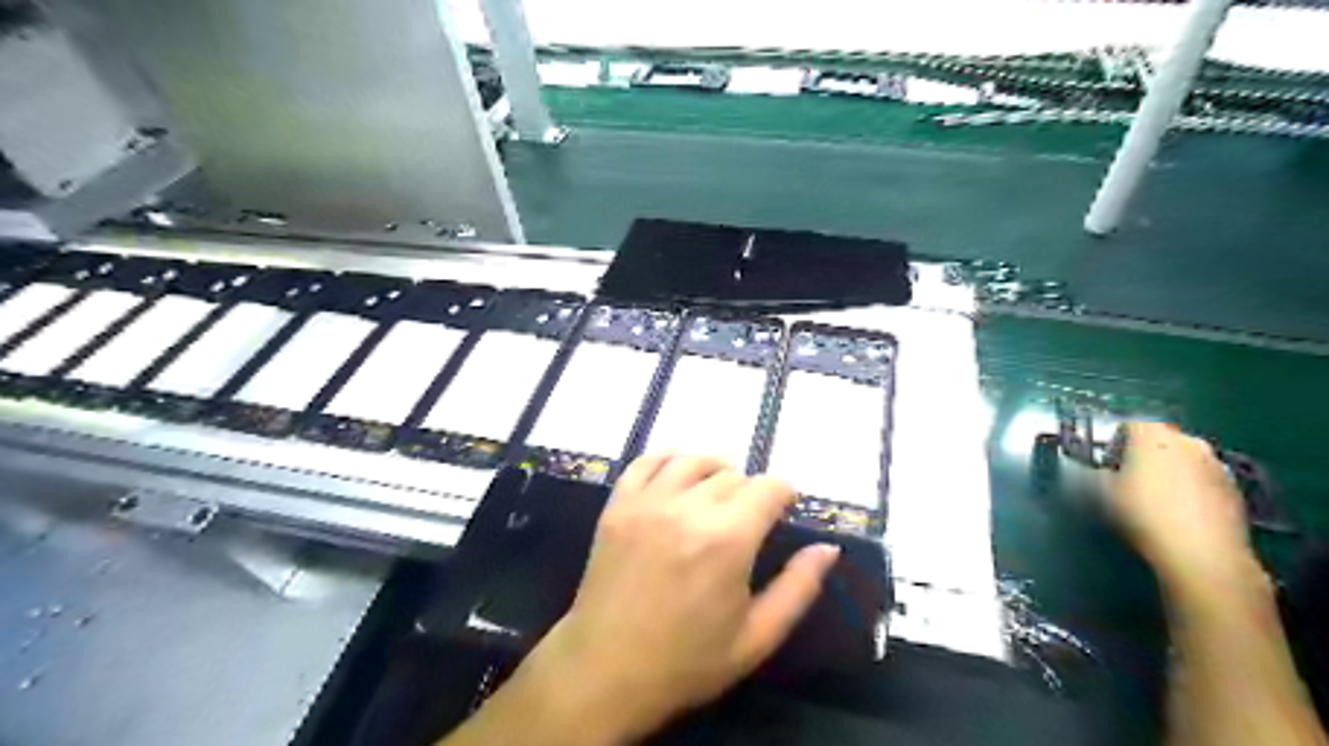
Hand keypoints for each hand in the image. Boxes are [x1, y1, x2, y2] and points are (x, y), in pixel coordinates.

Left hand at [514, 455, 832, 739]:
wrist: (606, 671)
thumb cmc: (687, 662)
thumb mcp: (756, 637)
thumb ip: (798, 588)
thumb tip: (828, 548)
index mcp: (728, 539)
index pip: (769, 487)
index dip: (785, 493)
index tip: (785, 510)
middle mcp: (688, 508)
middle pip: (733, 475)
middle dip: (750, 492)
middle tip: (748, 519)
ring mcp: (647, 503)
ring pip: (692, 461)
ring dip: (713, 470)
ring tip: (717, 492)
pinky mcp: (617, 506)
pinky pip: (645, 462)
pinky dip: (666, 459)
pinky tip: (676, 474)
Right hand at [1106, 426, 1257, 589]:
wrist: (1202, 554)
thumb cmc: (1142, 514)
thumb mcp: (1101, 493)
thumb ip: (1093, 473)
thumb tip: (1092, 470)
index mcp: (1153, 435)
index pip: (1129, 424)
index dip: (1114, 443)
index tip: (1106, 465)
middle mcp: (1188, 441)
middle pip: (1160, 440)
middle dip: (1144, 455)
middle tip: (1129, 481)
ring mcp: (1217, 465)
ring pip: (1184, 460)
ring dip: (1170, 472)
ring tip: (1157, 501)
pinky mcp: (1236, 490)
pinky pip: (1203, 480)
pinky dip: (1191, 489)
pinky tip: (1181, 514)